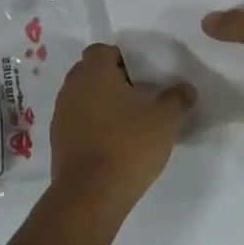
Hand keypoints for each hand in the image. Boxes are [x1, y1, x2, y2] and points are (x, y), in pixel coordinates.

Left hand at [50, 44, 194, 203]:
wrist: (91, 194)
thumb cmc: (129, 145)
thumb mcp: (165, 120)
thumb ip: (177, 99)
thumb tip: (186, 88)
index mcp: (94, 72)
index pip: (102, 50)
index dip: (122, 59)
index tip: (141, 77)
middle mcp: (72, 86)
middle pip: (90, 72)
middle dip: (111, 81)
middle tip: (137, 98)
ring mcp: (60, 114)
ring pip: (82, 97)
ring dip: (100, 104)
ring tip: (126, 122)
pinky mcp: (57, 140)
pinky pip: (76, 121)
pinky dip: (91, 125)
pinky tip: (111, 143)